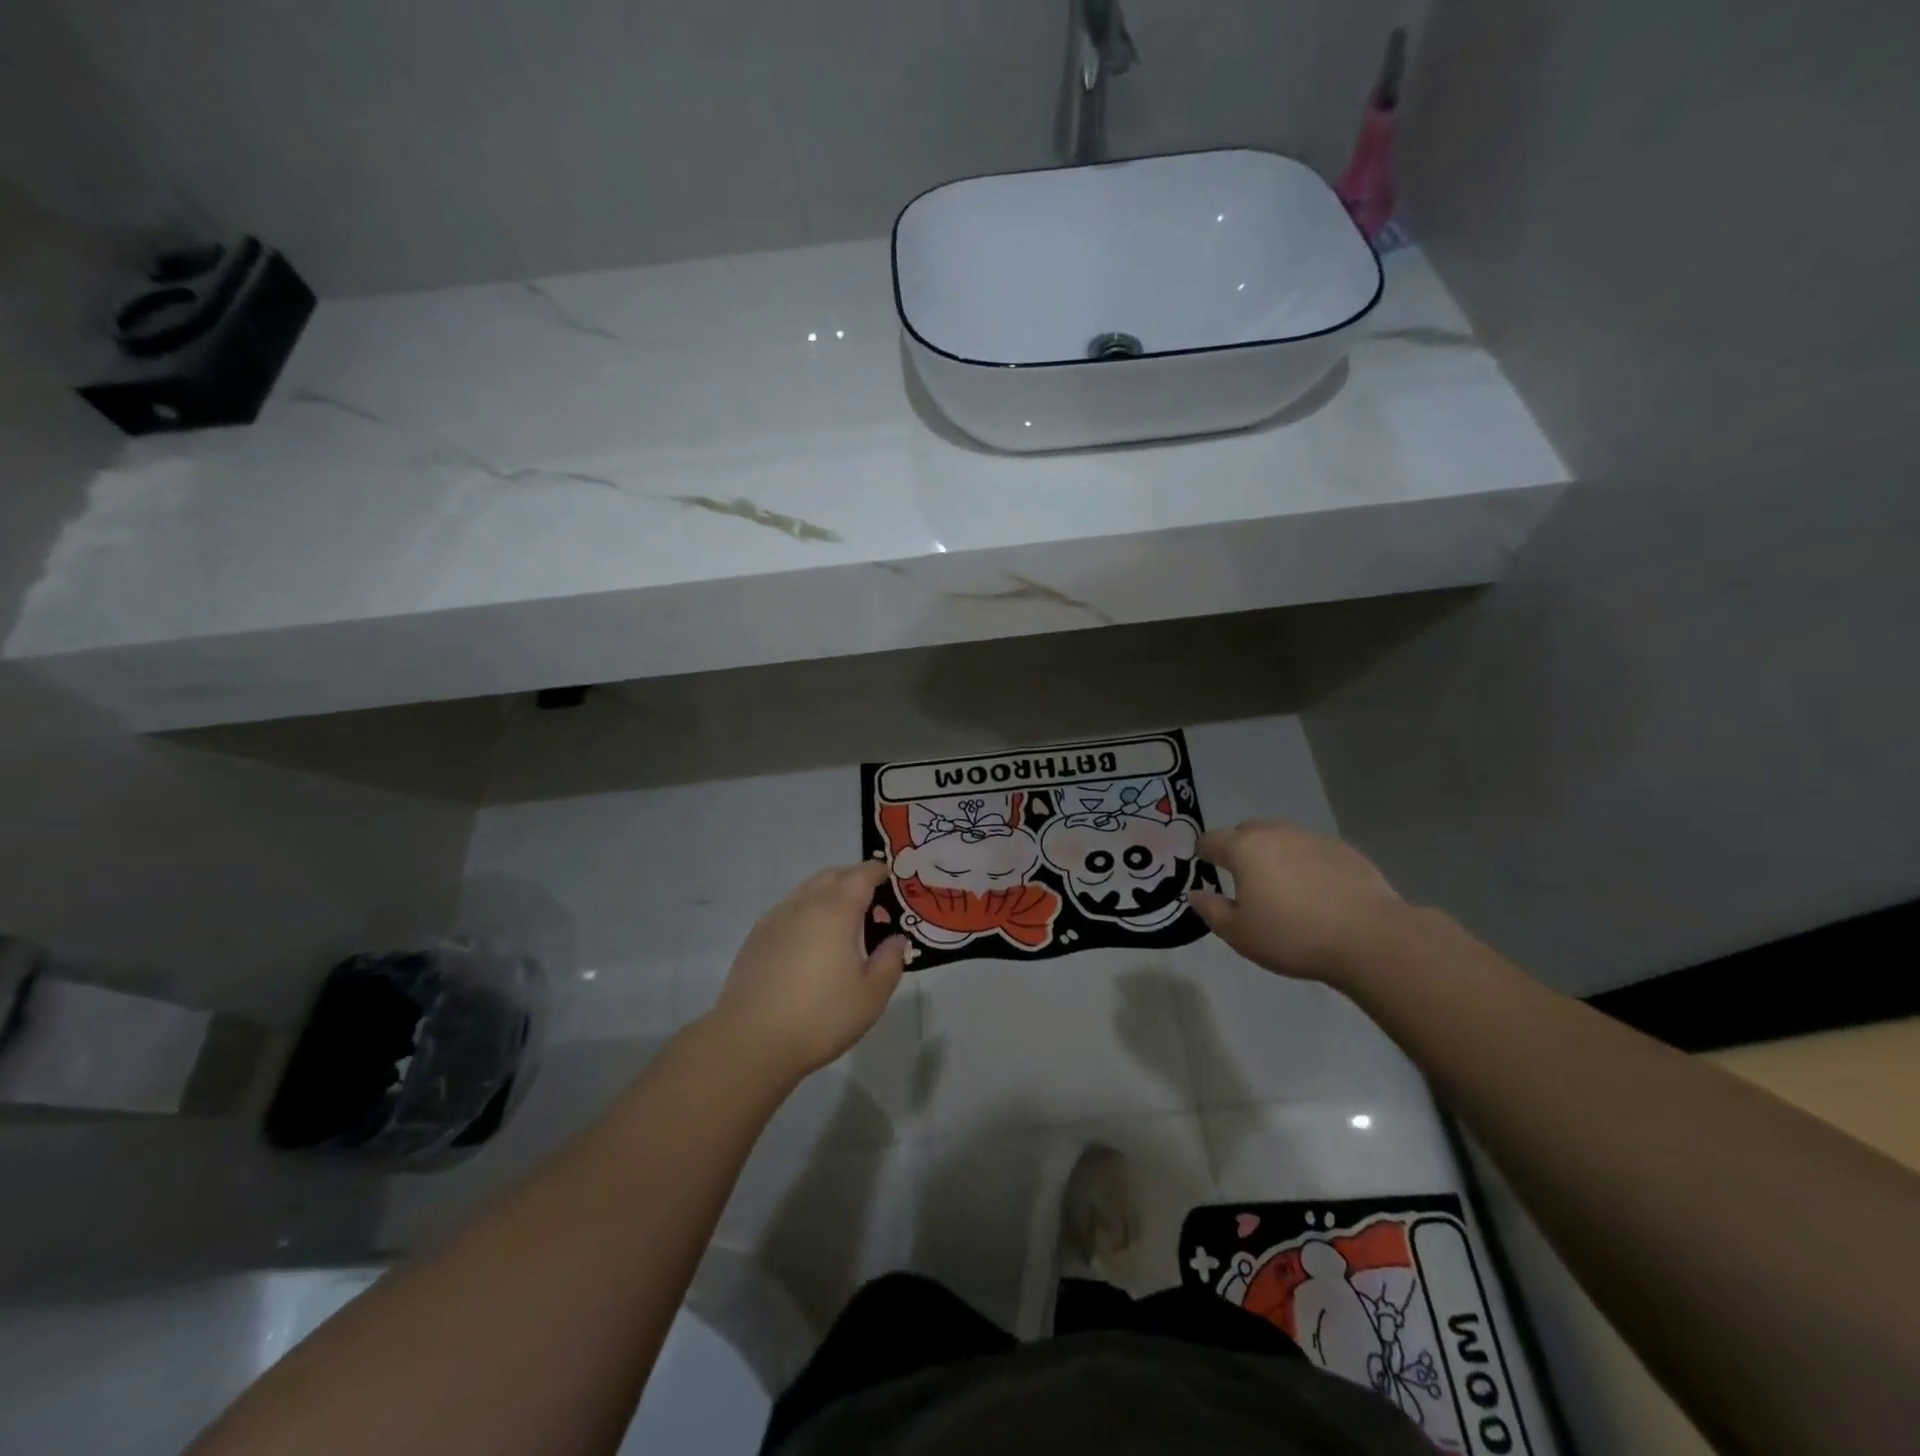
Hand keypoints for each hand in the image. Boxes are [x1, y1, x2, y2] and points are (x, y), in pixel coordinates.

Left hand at [709, 861, 907, 1082]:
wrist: (751, 1040)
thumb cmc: (821, 1016)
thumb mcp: (871, 995)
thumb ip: (890, 961)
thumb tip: (896, 939)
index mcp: (837, 911)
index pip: (861, 875)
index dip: (877, 871)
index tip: (889, 875)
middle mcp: (805, 904)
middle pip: (832, 876)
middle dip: (852, 877)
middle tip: (870, 896)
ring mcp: (776, 919)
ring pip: (806, 890)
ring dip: (827, 892)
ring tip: (840, 916)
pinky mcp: (756, 937)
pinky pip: (787, 909)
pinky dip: (805, 910)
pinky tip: (808, 937)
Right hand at [1190, 821, 1405, 983]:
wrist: (1371, 938)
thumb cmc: (1294, 937)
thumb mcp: (1241, 935)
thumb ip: (1212, 911)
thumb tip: (1195, 894)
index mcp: (1245, 849)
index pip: (1212, 840)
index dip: (1205, 854)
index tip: (1209, 871)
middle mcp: (1276, 834)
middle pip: (1247, 831)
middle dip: (1241, 849)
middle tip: (1247, 881)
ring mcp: (1313, 838)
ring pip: (1283, 837)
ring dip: (1275, 854)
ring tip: (1285, 887)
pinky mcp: (1345, 850)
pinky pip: (1313, 850)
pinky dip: (1307, 863)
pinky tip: (1319, 893)